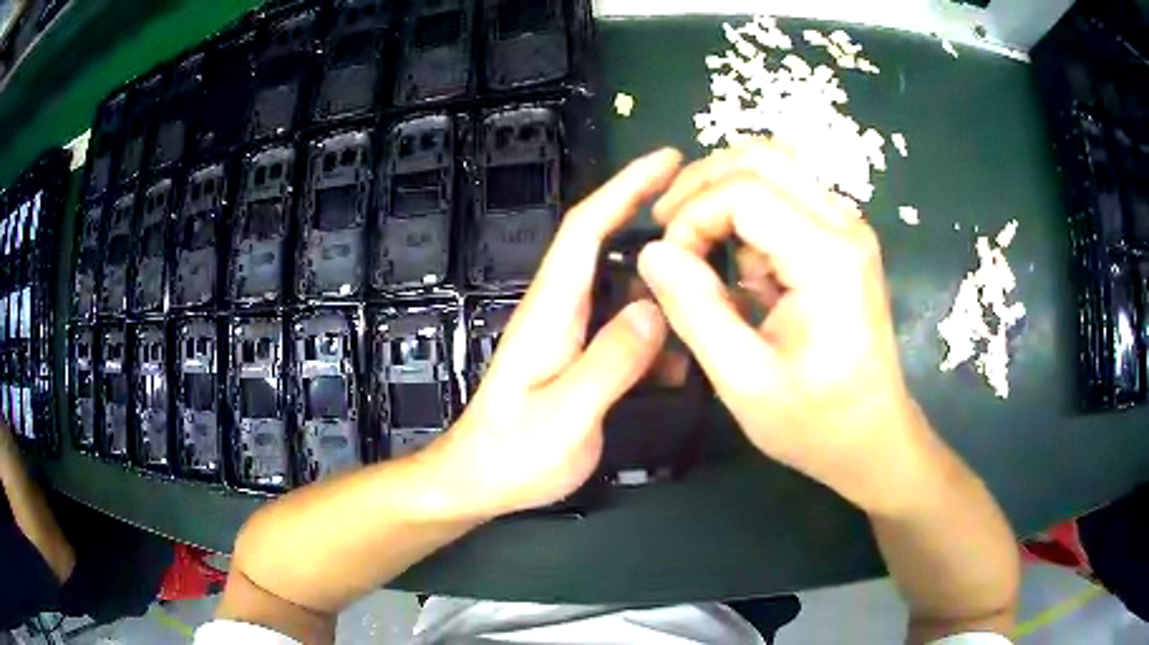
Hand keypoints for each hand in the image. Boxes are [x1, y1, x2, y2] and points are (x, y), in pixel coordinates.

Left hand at [421, 149, 681, 518]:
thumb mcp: (566, 415)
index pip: (586, 228)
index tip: (668, 159)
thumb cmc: (513, 453)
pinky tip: (684, 349)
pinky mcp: (577, 354)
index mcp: (551, 310)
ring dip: (662, 275)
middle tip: (709, 210)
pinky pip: (624, 324)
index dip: (625, 186)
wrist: (479, 480)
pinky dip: (657, 324)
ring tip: (710, 282)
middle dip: (651, 213)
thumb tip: (656, 308)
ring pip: (622, 284)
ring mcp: (568, 331)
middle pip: (605, 242)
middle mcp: (560, 308)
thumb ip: (610, 362)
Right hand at [637, 141, 938, 515]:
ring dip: (725, 195)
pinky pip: (786, 195)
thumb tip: (652, 252)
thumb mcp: (744, 381)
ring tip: (706, 252)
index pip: (744, 191)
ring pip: (774, 167)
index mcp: (827, 257)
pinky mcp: (842, 239)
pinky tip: (746, 269)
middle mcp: (843, 225)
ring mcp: (847, 228)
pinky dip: (749, 215)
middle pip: (762, 157)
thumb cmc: (815, 422)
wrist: (874, 438)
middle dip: (702, 184)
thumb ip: (695, 310)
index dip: (692, 215)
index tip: (670, 264)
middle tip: (668, 228)